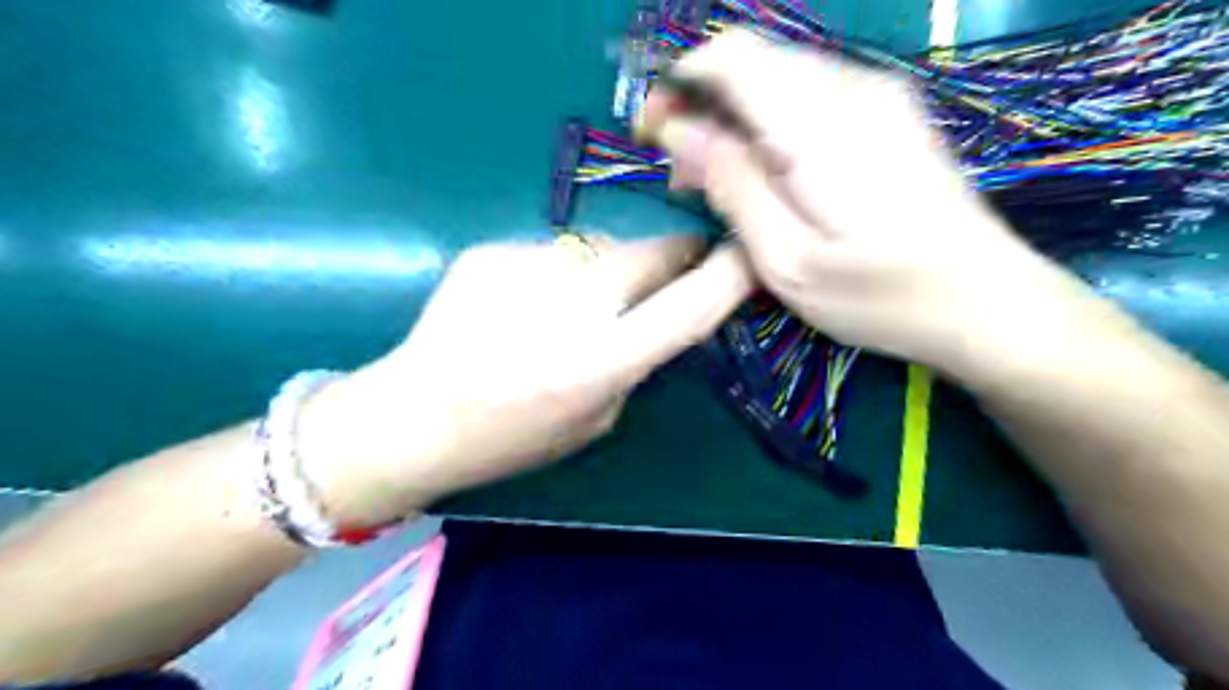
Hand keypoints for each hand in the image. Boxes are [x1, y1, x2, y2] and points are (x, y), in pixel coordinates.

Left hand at [298, 233, 759, 524]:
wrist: (412, 416)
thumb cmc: (509, 438)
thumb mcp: (594, 420)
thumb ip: (634, 363)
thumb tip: (659, 314)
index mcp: (597, 365)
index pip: (687, 308)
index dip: (729, 277)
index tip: (750, 255)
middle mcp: (569, 308)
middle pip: (649, 253)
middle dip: (673, 256)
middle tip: (670, 269)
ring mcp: (526, 269)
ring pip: (599, 248)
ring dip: (607, 269)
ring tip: (568, 306)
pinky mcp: (492, 251)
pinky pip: (551, 252)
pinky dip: (554, 273)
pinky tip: (519, 305)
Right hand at [638, 29, 1087, 376]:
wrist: (986, 301)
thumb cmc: (881, 296)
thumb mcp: (787, 262)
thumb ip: (732, 187)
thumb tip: (679, 131)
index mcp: (820, 125)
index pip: (731, 57)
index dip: (680, 81)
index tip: (653, 131)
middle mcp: (852, 89)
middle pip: (752, 61)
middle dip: (703, 106)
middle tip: (685, 175)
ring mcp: (878, 95)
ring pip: (778, 76)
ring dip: (735, 118)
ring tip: (721, 183)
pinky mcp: (889, 112)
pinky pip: (808, 95)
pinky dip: (770, 124)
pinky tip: (769, 175)